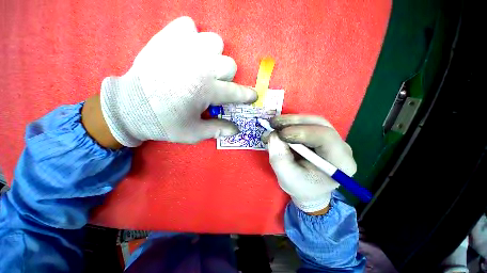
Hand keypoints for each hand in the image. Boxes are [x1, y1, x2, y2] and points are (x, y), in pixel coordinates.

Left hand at [100, 16, 256, 146]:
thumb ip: (218, 129)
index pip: (236, 92)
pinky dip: (191, 36)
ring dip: (213, 56)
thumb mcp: (194, 133)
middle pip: (230, 64)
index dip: (247, 95)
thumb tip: (237, 130)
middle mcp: (200, 66)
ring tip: (202, 66)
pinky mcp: (167, 38)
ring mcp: (183, 48)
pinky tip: (185, 50)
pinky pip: (188, 25)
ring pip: (215, 42)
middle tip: (214, 85)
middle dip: (226, 77)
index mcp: (206, 91)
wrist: (128, 107)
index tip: (253, 96)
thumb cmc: (164, 122)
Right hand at [267, 115, 356, 213]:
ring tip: (274, 124)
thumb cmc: (300, 187)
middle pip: (319, 124)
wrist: (308, 189)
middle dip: (294, 122)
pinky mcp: (320, 136)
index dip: (301, 131)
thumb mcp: (287, 177)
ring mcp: (331, 139)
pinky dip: (290, 124)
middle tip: (274, 123)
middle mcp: (340, 147)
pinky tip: (279, 128)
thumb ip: (280, 158)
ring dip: (290, 121)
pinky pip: (306, 124)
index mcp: (340, 163)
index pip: (325, 137)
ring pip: (311, 121)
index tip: (280, 134)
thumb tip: (274, 135)